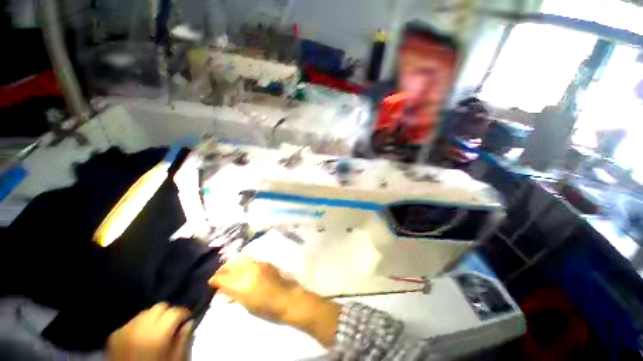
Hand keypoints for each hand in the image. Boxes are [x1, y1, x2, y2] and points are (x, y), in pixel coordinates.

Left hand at [106, 303, 192, 360]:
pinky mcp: (114, 335)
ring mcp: (124, 330)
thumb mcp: (174, 360)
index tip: (186, 318)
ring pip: (144, 313)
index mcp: (157, 335)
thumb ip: (182, 341)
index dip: (183, 313)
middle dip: (167, 313)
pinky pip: (131, 322)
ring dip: (152, 318)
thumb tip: (189, 323)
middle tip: (171, 324)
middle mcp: (139, 328)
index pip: (174, 312)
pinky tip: (141, 337)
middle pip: (159, 307)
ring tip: (155, 330)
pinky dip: (138, 326)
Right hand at [208, 256, 298, 322]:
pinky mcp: (265, 262)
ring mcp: (258, 264)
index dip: (214, 279)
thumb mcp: (246, 304)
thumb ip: (232, 294)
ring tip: (230, 271)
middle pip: (230, 265)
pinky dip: (243, 264)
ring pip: (240, 259)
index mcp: (242, 285)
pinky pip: (250, 260)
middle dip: (222, 269)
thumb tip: (222, 291)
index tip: (211, 282)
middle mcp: (248, 271)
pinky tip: (244, 270)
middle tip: (219, 275)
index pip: (222, 278)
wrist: (287, 298)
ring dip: (232, 264)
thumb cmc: (266, 308)